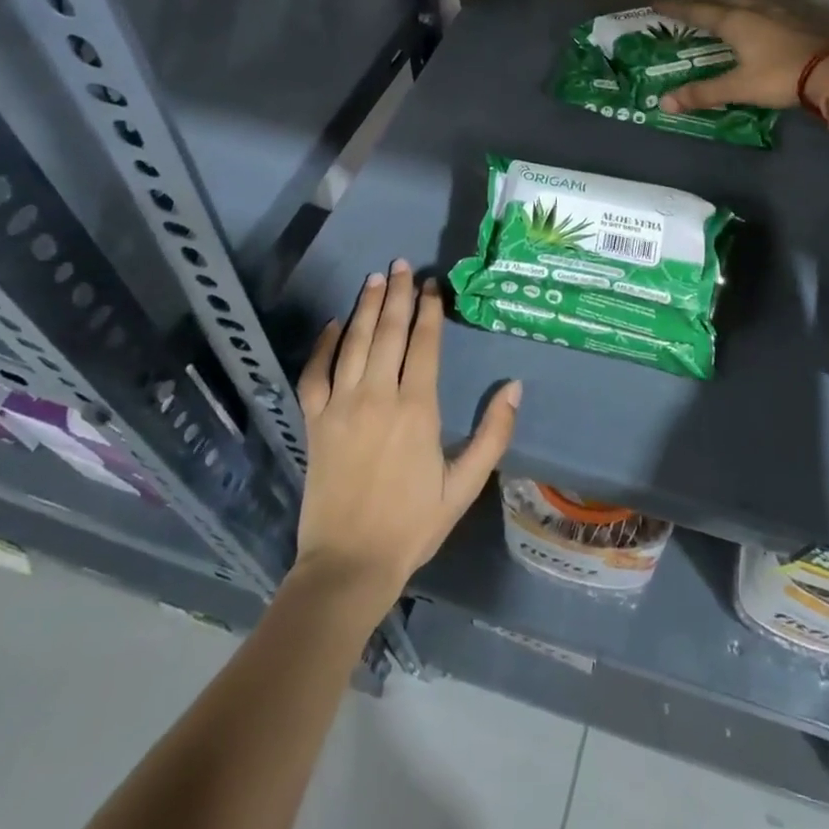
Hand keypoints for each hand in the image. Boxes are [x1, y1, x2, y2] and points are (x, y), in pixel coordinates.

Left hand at [293, 262, 520, 606]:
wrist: (348, 565)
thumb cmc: (412, 525)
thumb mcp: (464, 485)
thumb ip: (493, 434)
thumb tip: (514, 386)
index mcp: (417, 409)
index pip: (424, 344)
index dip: (429, 309)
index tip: (431, 283)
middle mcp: (377, 397)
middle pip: (389, 332)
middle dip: (397, 295)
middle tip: (401, 264)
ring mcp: (341, 407)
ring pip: (354, 343)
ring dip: (366, 308)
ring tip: (375, 279)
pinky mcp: (315, 422)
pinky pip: (315, 373)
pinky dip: (323, 345)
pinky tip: (334, 324)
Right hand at [655, 0, 828, 114]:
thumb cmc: (779, 76)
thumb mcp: (738, 87)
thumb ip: (702, 93)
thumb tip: (665, 103)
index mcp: (735, 21)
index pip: (698, 10)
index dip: (677, 8)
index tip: (657, 3)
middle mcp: (753, 10)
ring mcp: (777, 13)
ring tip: (719, 3)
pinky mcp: (794, 22)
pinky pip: (763, 8)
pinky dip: (749, 8)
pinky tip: (754, 18)